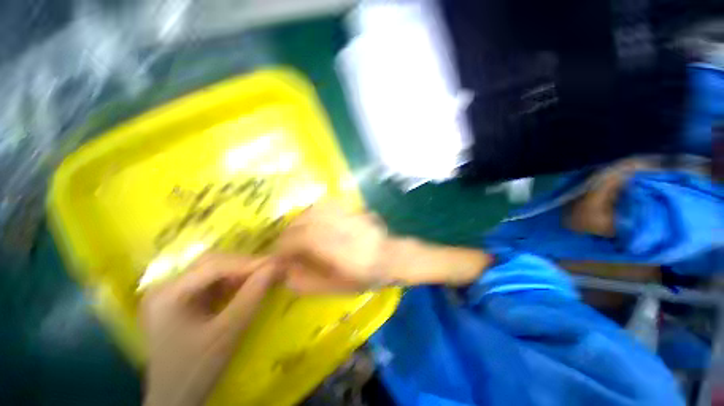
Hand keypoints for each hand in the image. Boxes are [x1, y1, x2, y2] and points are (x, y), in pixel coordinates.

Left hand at [141, 254, 277, 405]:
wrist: (175, 398)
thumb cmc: (196, 369)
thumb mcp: (227, 333)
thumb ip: (252, 296)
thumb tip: (276, 267)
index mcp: (167, 294)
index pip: (212, 266)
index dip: (247, 262)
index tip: (276, 263)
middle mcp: (166, 286)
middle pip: (211, 263)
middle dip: (244, 265)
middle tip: (271, 268)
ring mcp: (173, 292)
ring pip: (213, 270)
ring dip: (241, 271)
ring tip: (264, 274)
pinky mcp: (182, 299)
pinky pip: (212, 282)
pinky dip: (233, 281)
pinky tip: (248, 284)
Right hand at [276, 201, 491, 292]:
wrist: (393, 255)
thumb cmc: (368, 276)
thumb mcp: (338, 288)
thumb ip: (309, 282)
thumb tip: (285, 273)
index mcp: (339, 250)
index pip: (301, 239)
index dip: (284, 247)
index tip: (277, 256)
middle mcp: (341, 227)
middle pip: (304, 222)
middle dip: (288, 234)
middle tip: (284, 247)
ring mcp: (347, 215)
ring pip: (313, 210)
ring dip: (299, 222)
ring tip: (297, 235)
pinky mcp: (351, 208)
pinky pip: (325, 205)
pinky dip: (312, 212)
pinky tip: (312, 222)